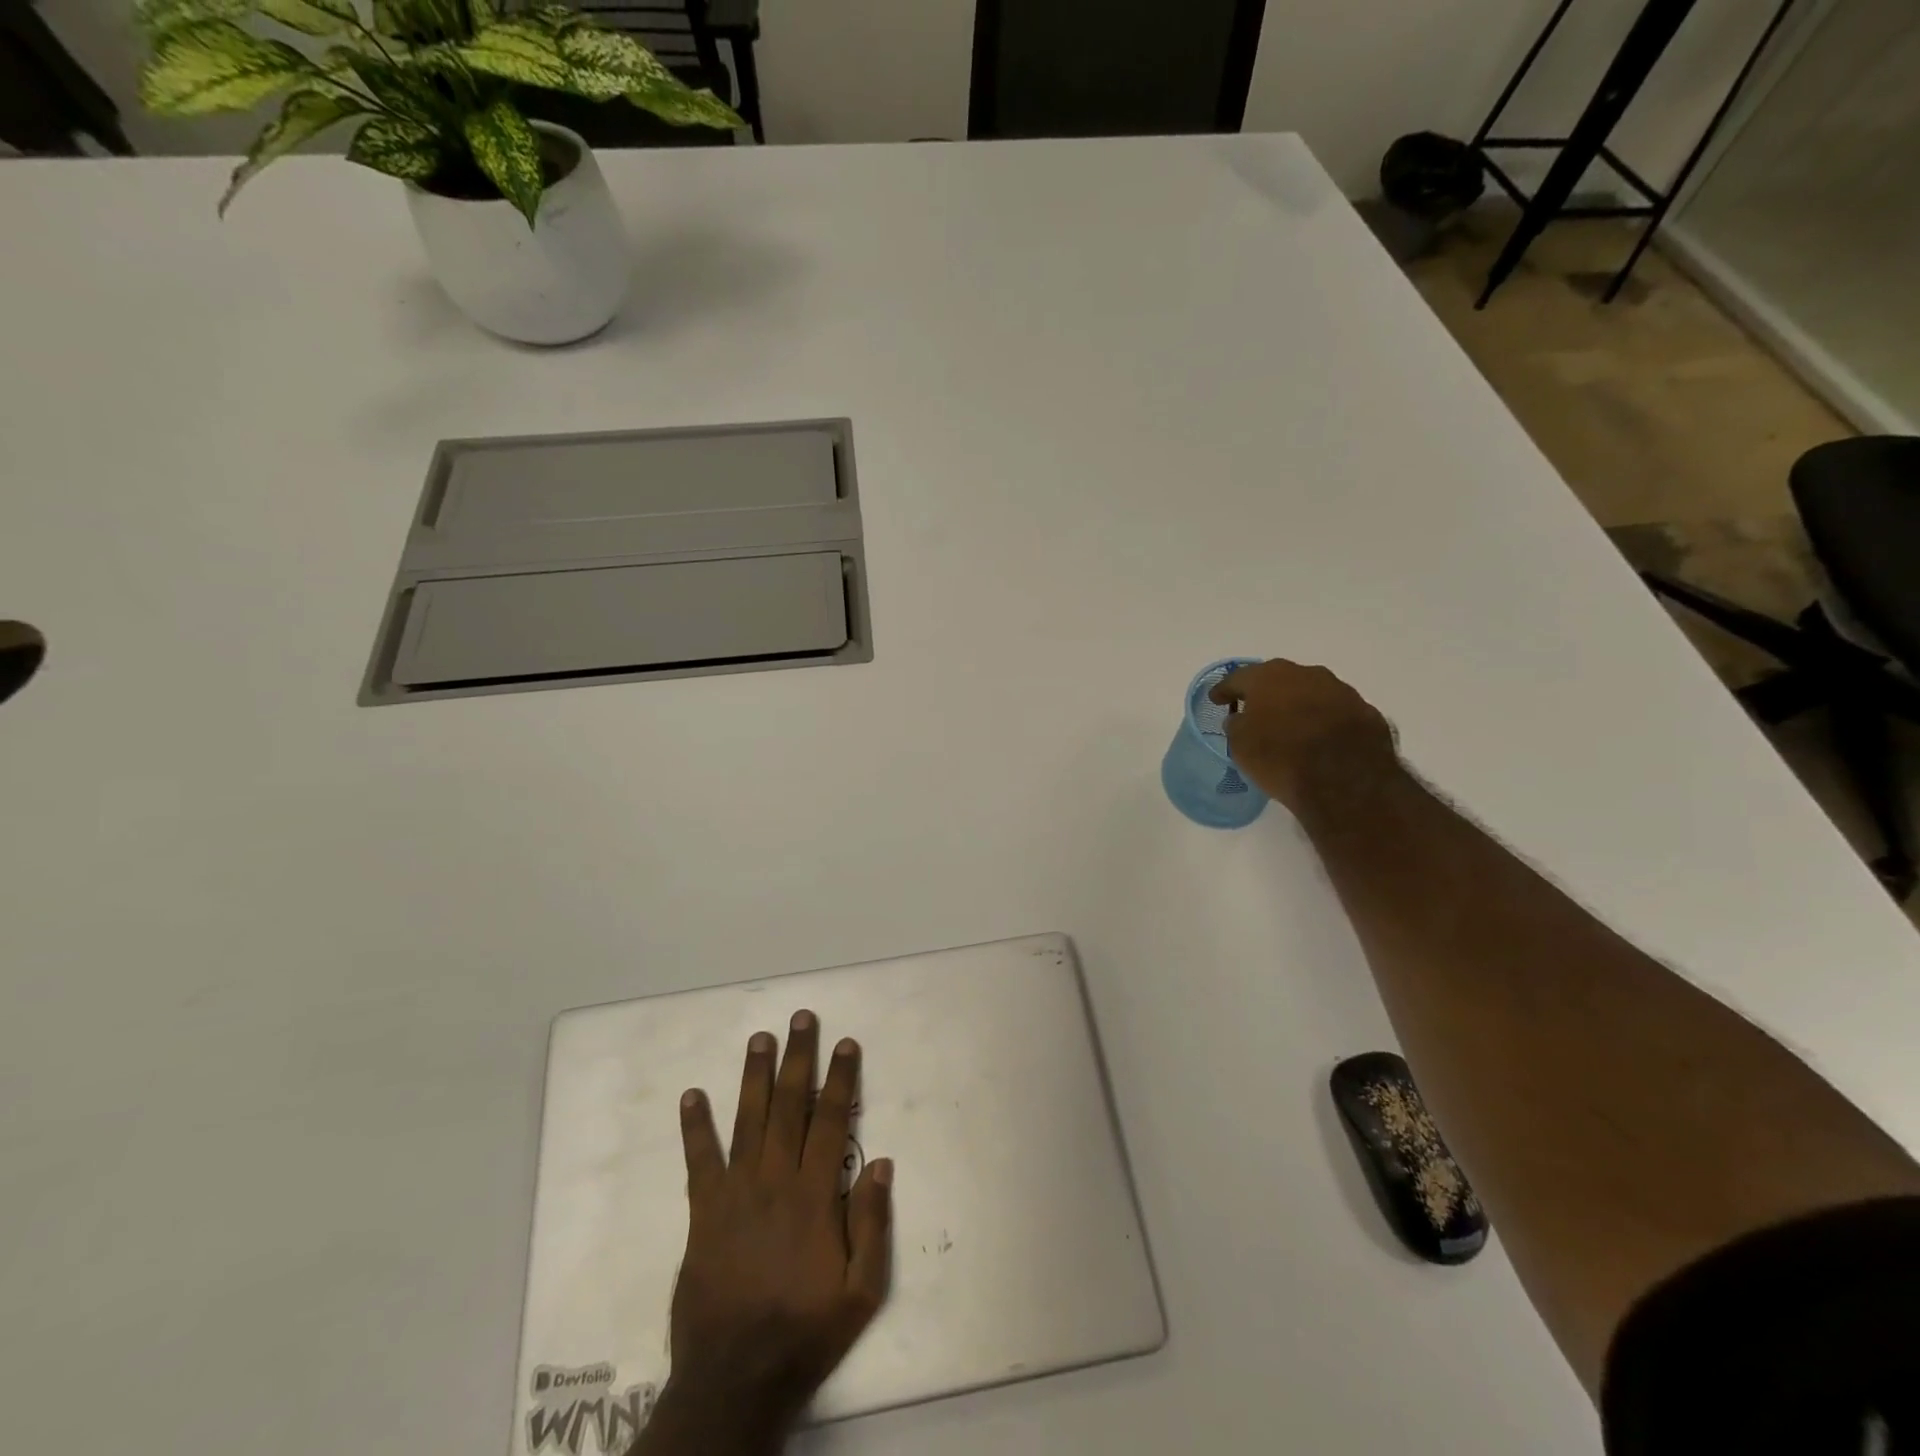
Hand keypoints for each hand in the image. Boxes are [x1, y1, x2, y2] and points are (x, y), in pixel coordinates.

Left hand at [637, 1011, 892, 1455]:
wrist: (734, 1380)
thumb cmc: (806, 1332)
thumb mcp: (861, 1292)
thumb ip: (872, 1225)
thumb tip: (882, 1162)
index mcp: (815, 1196)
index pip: (832, 1121)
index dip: (841, 1079)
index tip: (846, 1043)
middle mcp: (775, 1181)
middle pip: (789, 1106)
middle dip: (797, 1058)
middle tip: (800, 1018)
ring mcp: (736, 1194)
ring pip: (748, 1120)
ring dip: (754, 1076)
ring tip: (759, 1038)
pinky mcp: (703, 1213)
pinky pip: (699, 1161)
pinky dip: (695, 1127)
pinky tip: (692, 1095)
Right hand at [1209, 659, 1397, 813]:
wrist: (1345, 781)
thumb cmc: (1280, 758)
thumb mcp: (1241, 746)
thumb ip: (1238, 725)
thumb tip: (1242, 718)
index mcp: (1269, 677)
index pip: (1238, 678)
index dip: (1225, 689)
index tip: (1216, 699)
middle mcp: (1306, 674)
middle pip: (1278, 679)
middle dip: (1266, 693)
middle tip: (1255, 709)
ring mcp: (1341, 690)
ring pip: (1311, 692)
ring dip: (1299, 705)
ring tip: (1291, 726)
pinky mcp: (1366, 712)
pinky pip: (1336, 712)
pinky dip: (1324, 721)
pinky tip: (1320, 739)